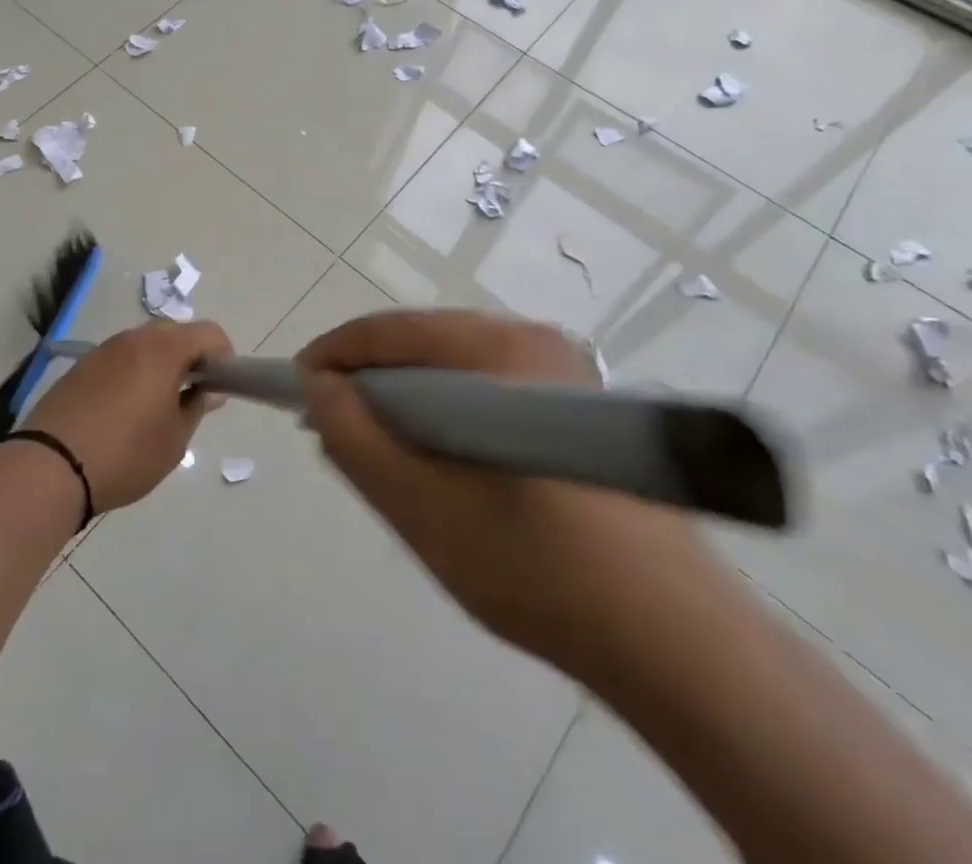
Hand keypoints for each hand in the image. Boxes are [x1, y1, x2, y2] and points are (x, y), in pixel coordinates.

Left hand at [30, 320, 231, 510]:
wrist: (49, 467)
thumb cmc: (125, 454)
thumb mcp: (173, 440)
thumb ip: (196, 407)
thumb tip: (208, 390)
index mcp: (163, 350)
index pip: (208, 332)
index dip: (223, 355)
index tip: (221, 385)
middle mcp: (134, 339)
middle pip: (175, 333)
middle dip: (191, 356)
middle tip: (192, 394)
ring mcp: (104, 350)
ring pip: (145, 344)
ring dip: (160, 363)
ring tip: (157, 404)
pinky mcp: (80, 366)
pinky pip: (120, 358)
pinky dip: (133, 372)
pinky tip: (124, 409)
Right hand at [298, 309, 701, 671]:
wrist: (676, 641)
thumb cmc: (537, 568)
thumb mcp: (422, 507)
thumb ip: (356, 439)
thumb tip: (319, 389)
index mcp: (500, 348)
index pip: (392, 330)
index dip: (334, 355)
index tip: (295, 390)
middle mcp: (533, 340)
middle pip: (424, 344)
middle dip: (370, 380)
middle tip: (332, 427)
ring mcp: (562, 371)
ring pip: (455, 368)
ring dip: (408, 399)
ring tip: (378, 448)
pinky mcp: (577, 407)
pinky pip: (488, 391)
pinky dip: (448, 414)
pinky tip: (438, 460)